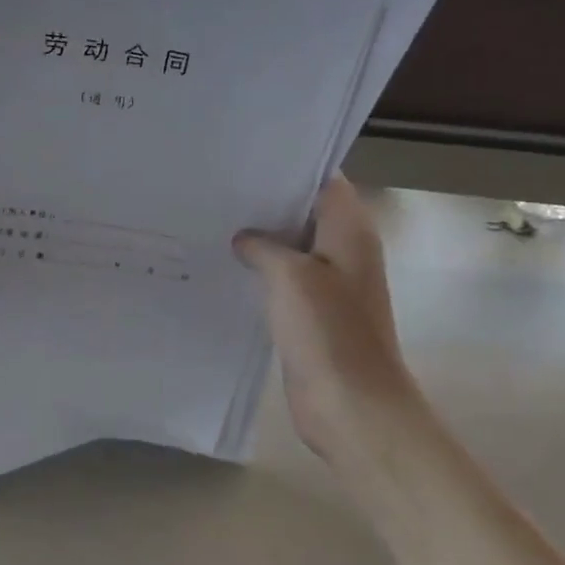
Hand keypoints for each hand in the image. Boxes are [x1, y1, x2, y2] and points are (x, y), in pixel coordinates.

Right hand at [234, 176, 421, 455]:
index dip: (288, 166)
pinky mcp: (312, 312)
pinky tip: (224, 265)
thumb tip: (244, 238)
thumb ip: (263, 246)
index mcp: (350, 230)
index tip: (245, 159)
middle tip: (217, 188)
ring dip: (259, 239)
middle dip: (265, 202)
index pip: (323, 180)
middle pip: (304, 212)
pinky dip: (259, 271)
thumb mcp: (290, 276)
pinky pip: (283, 280)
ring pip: (291, 247)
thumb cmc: (328, 332)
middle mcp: (344, 250)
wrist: (351, 405)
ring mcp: (328, 283)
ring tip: (213, 220)